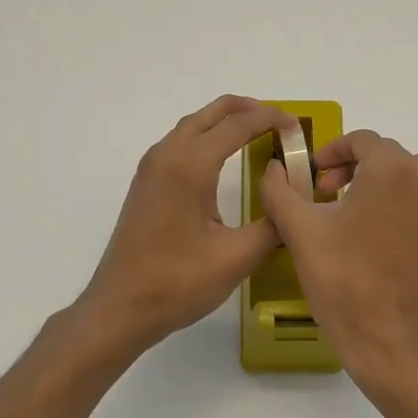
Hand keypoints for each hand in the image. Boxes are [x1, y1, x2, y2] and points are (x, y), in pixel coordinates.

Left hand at [77, 95, 301, 353]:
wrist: (121, 307)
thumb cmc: (178, 282)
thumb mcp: (237, 257)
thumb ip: (273, 224)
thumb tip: (294, 206)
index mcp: (190, 166)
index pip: (237, 125)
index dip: (270, 119)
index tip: (297, 127)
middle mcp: (167, 156)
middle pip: (211, 114)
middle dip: (247, 109)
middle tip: (280, 121)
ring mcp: (151, 168)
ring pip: (192, 126)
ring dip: (224, 121)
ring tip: (256, 131)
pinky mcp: (145, 184)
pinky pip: (179, 143)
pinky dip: (206, 137)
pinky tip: (221, 157)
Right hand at [260, 130, 417, 388]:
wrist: (386, 337)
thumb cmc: (341, 281)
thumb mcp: (299, 232)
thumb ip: (279, 190)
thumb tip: (274, 168)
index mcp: (388, 169)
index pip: (361, 141)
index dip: (334, 154)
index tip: (317, 181)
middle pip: (390, 157)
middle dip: (359, 171)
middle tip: (335, 203)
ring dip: (396, 184)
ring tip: (375, 215)